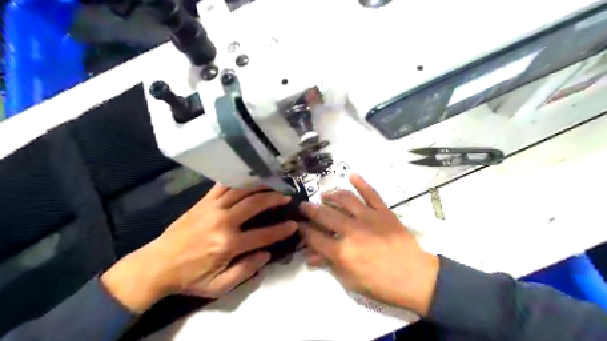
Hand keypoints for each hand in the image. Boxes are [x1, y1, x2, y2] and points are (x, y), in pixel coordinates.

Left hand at [102, 185, 297, 313]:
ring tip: (272, 184)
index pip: (263, 234)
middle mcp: (223, 221)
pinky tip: (247, 179)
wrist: (157, 264)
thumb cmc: (190, 278)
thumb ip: (246, 271)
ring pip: (241, 191)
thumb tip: (266, 254)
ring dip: (259, 186)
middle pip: (255, 204)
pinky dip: (237, 180)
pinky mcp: (203, 202)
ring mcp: (212, 208)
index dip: (281, 230)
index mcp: (229, 244)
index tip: (293, 224)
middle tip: (286, 196)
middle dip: (274, 199)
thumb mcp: (219, 286)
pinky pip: (223, 186)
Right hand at [300, 175, 438, 315]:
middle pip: (325, 215)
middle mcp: (352, 230)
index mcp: (342, 251)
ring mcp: (368, 217)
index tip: (298, 225)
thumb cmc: (381, 284)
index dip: (304, 231)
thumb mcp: (351, 281)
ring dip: (331, 195)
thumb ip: (330, 265)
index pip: (315, 237)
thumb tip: (312, 256)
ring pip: (345, 199)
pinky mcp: (383, 211)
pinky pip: (371, 193)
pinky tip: (352, 175)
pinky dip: (361, 183)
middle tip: (303, 206)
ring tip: (324, 195)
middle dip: (310, 210)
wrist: (415, 277)